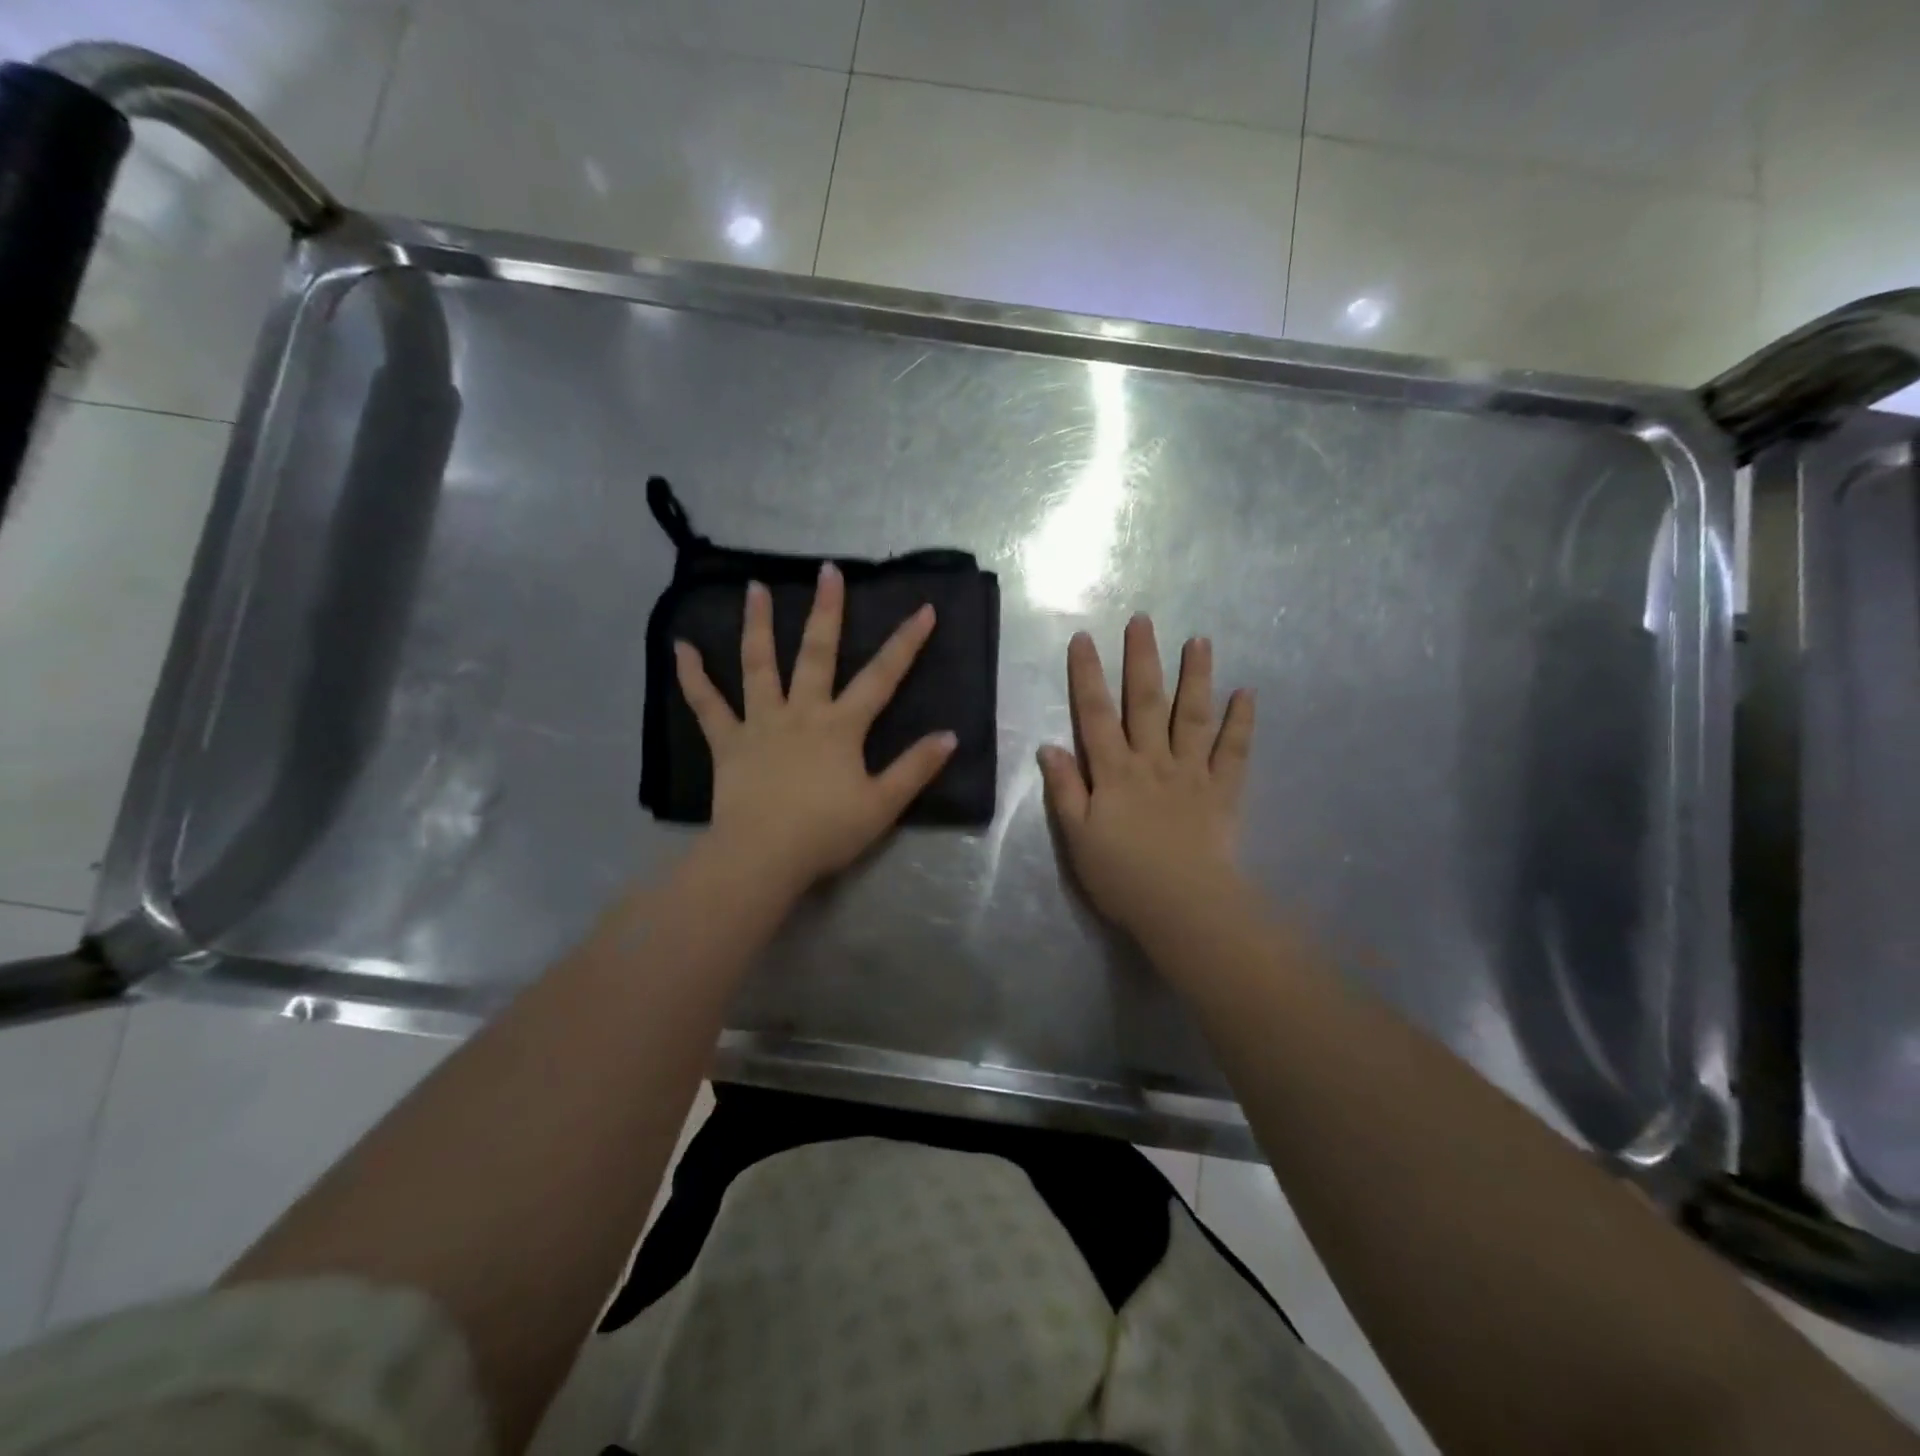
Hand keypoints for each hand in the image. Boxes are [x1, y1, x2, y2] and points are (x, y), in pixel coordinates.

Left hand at [675, 564, 956, 892]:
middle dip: (826, 611)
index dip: (906, 643)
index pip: (882, 677)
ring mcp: (761, 723)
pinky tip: (681, 648)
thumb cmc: (826, 832)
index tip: (924, 609)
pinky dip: (693, 676)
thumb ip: (915, 768)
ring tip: (754, 587)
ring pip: (759, 665)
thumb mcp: (882, 805)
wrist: (763, 856)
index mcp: (841, 726)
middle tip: (827, 570)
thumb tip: (949, 736)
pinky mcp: (728, 742)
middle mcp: (802, 712)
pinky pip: (707, 705)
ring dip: (757, 624)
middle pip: (816, 653)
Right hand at [1037, 614, 1255, 941]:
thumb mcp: (1077, 837)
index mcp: (1114, 771)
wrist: (1183, 907)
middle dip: (1142, 659)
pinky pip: (1234, 751)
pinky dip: (1241, 722)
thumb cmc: (1122, 876)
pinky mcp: (1223, 791)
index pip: (1095, 714)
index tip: (1083, 639)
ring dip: (1196, 676)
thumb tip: (1048, 746)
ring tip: (1199, 640)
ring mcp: (1192, 773)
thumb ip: (1065, 789)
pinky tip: (1246, 694)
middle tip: (1143, 620)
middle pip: (1146, 702)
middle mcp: (1153, 761)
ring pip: (1193, 716)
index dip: (1087, 675)